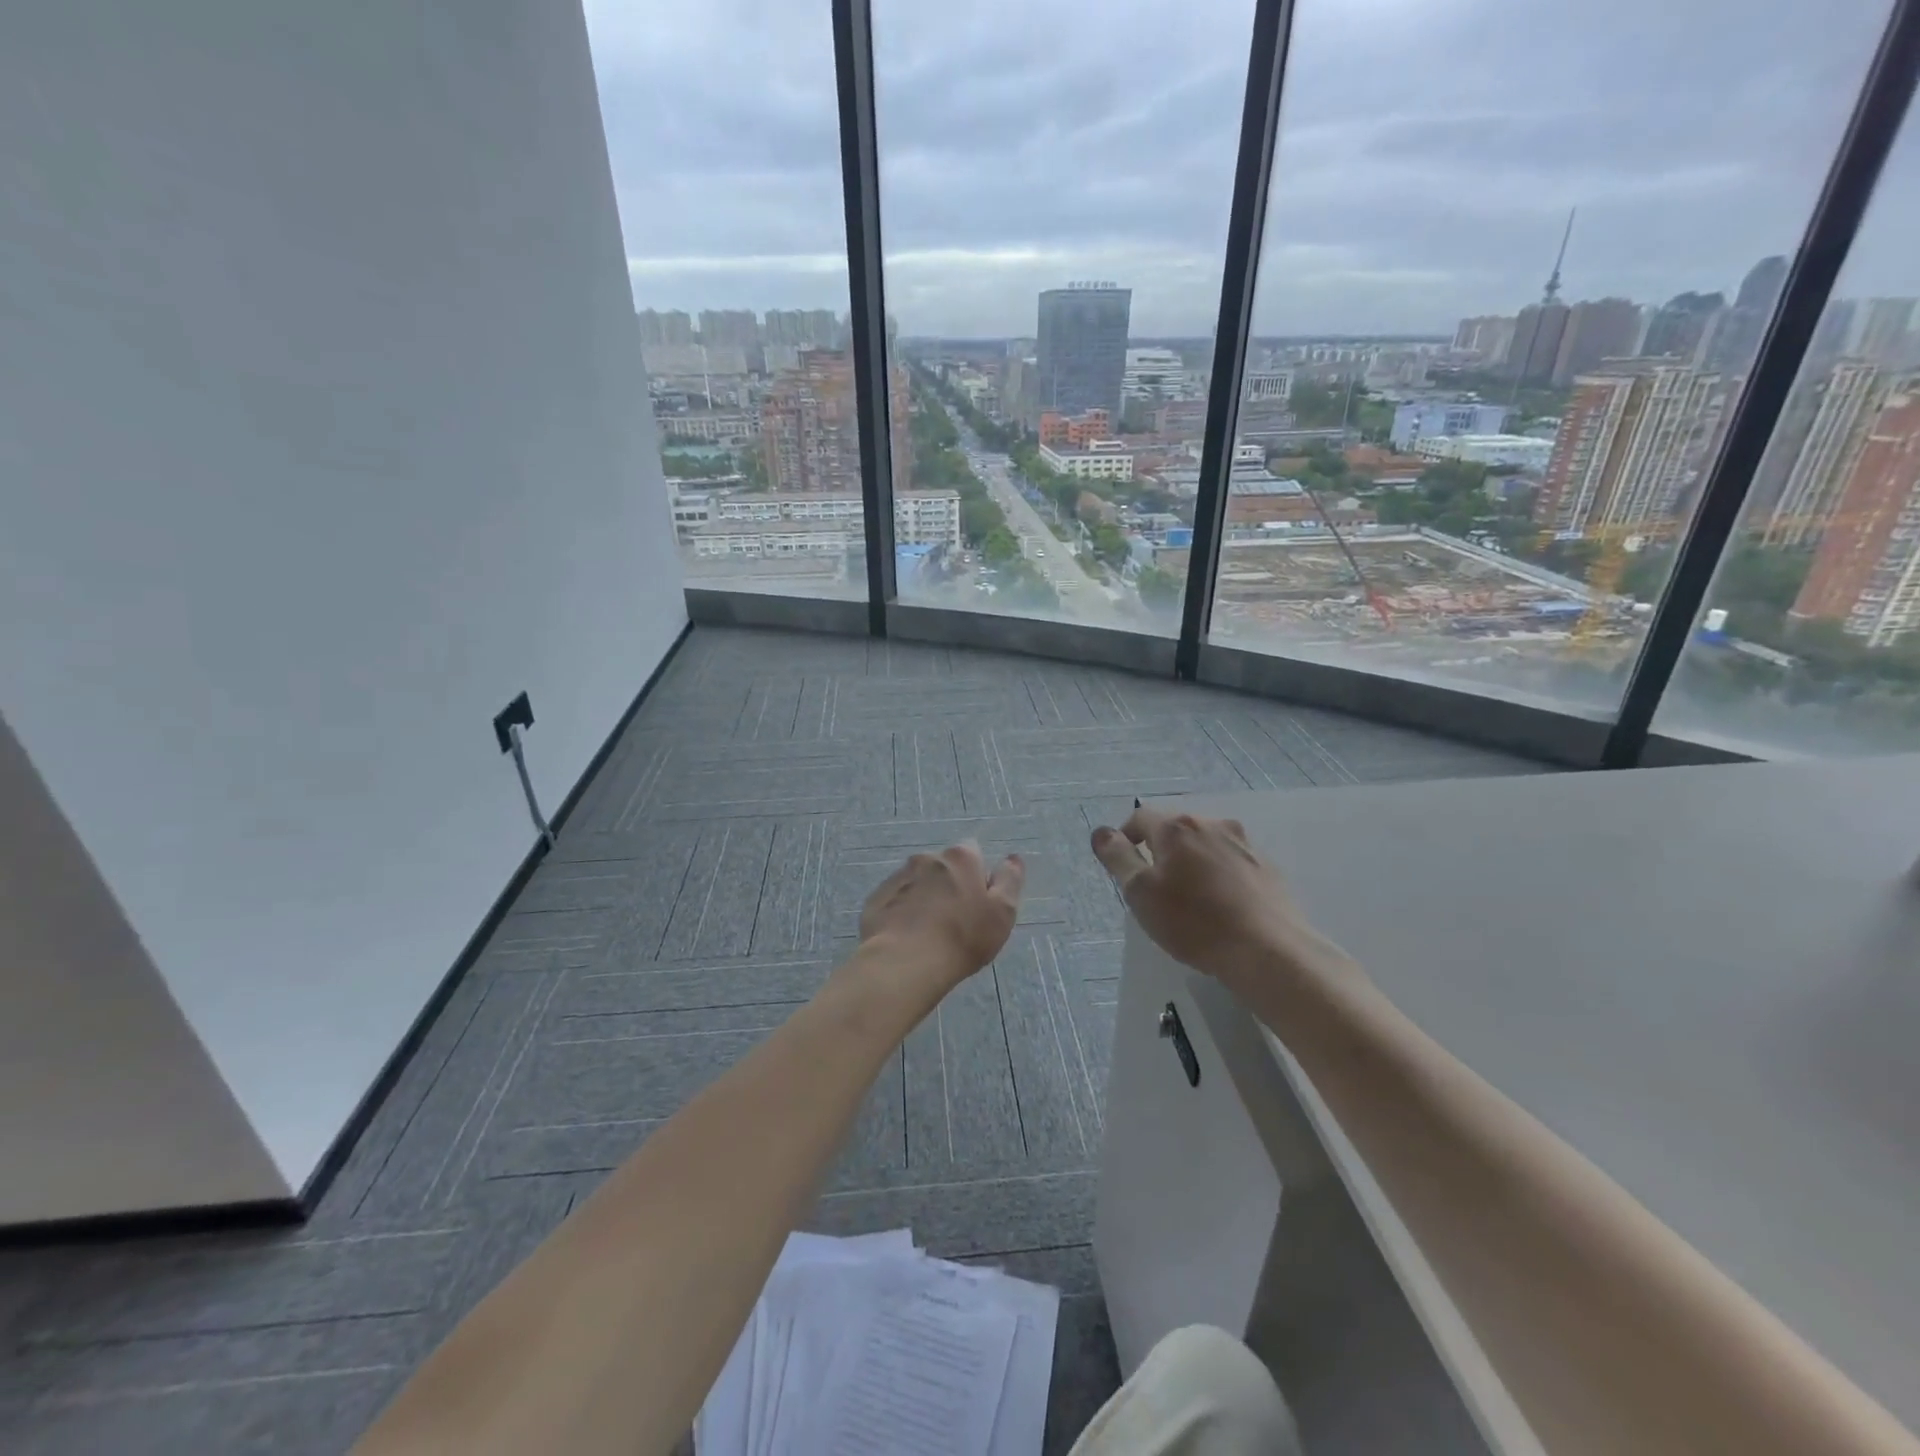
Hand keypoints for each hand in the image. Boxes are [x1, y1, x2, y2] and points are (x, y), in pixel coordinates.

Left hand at [857, 842, 1024, 993]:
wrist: (904, 963)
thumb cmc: (962, 937)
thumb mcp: (1002, 913)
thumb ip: (1010, 881)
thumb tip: (1012, 858)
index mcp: (960, 857)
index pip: (972, 853)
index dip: (977, 876)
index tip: (978, 903)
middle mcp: (927, 858)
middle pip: (943, 867)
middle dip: (949, 885)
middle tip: (954, 921)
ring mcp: (898, 877)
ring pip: (918, 883)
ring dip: (924, 898)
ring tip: (928, 933)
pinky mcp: (875, 899)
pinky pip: (895, 900)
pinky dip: (902, 912)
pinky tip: (906, 938)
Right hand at [1090, 807, 1357, 996]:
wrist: (1268, 950)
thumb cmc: (1194, 922)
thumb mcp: (1141, 893)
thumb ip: (1118, 858)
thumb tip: (1101, 832)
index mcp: (1177, 828)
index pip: (1140, 817)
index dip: (1126, 838)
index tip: (1125, 867)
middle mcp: (1212, 825)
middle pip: (1175, 829)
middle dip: (1161, 851)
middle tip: (1156, 888)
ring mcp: (1244, 844)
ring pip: (1205, 845)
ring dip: (1192, 862)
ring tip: (1190, 899)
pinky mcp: (1267, 868)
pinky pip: (1231, 863)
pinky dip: (1219, 876)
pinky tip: (1222, 907)